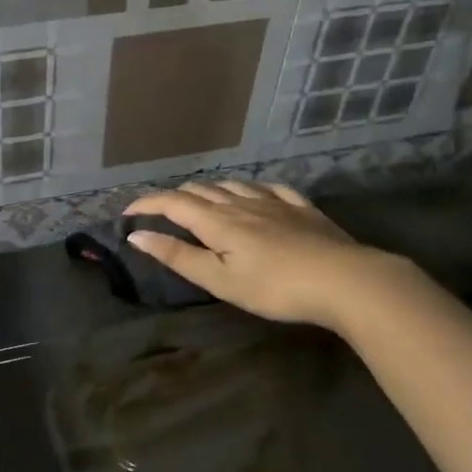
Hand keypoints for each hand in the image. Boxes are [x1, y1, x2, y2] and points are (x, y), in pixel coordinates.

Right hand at [124, 181, 403, 333]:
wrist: (345, 280)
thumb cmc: (275, 287)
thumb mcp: (220, 280)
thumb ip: (178, 256)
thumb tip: (136, 235)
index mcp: (218, 221)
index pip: (173, 203)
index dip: (147, 204)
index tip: (127, 213)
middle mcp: (241, 203)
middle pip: (201, 190)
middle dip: (175, 196)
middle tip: (161, 211)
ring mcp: (274, 202)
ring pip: (233, 184)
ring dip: (209, 189)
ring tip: (201, 200)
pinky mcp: (302, 208)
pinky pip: (270, 188)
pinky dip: (250, 189)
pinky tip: (255, 194)